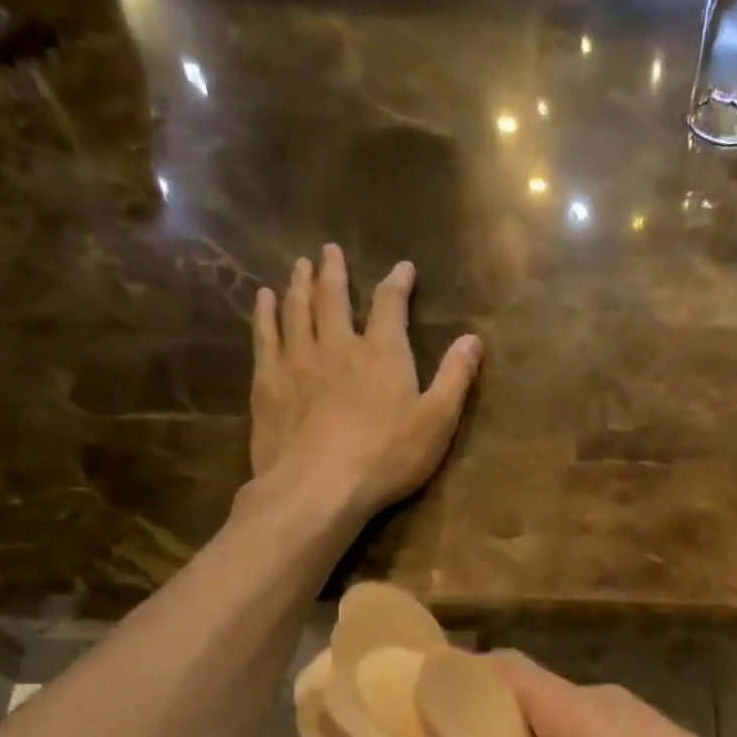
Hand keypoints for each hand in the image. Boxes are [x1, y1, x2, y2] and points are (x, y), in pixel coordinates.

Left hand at [250, 244, 481, 519]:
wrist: (319, 486)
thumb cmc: (387, 457)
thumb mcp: (437, 422)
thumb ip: (455, 378)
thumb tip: (473, 339)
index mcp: (382, 352)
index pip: (390, 304)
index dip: (397, 283)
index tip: (403, 268)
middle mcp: (337, 344)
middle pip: (333, 297)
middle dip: (334, 271)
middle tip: (329, 250)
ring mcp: (297, 360)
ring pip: (297, 309)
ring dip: (300, 284)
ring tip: (299, 265)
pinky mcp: (268, 382)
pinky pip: (264, 335)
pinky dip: (265, 313)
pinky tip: (263, 299)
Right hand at [423, 653, 736, 736]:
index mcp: (572, 711)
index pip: (500, 667)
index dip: (454, 678)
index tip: (415, 709)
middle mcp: (595, 699)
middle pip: (521, 693)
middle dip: (479, 727)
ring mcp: (626, 715)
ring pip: (552, 717)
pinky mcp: (646, 735)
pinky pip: (582, 732)